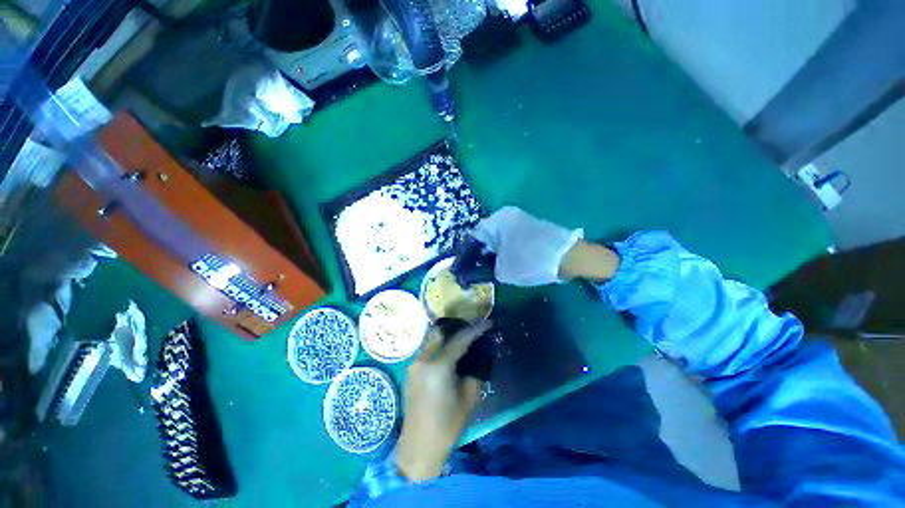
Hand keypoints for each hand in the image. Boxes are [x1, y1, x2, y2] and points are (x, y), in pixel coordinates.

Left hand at [394, 320, 490, 480]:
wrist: (418, 447)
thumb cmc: (447, 425)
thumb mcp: (469, 398)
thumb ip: (475, 371)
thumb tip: (480, 355)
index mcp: (438, 365)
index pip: (460, 339)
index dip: (476, 329)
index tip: (488, 322)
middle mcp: (423, 358)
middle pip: (440, 331)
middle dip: (457, 327)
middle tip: (472, 330)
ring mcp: (414, 364)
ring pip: (432, 339)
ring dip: (447, 337)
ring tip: (462, 341)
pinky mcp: (411, 371)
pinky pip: (427, 350)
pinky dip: (439, 347)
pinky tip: (449, 356)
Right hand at [473, 206, 584, 285]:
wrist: (569, 256)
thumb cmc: (530, 261)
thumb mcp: (503, 271)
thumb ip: (487, 270)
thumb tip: (481, 270)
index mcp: (496, 221)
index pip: (473, 235)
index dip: (468, 253)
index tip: (466, 266)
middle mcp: (506, 215)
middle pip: (486, 234)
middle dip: (481, 251)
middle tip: (477, 267)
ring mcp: (520, 218)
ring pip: (499, 235)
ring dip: (494, 250)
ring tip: (491, 266)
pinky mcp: (531, 225)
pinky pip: (511, 236)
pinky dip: (506, 247)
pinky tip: (506, 260)